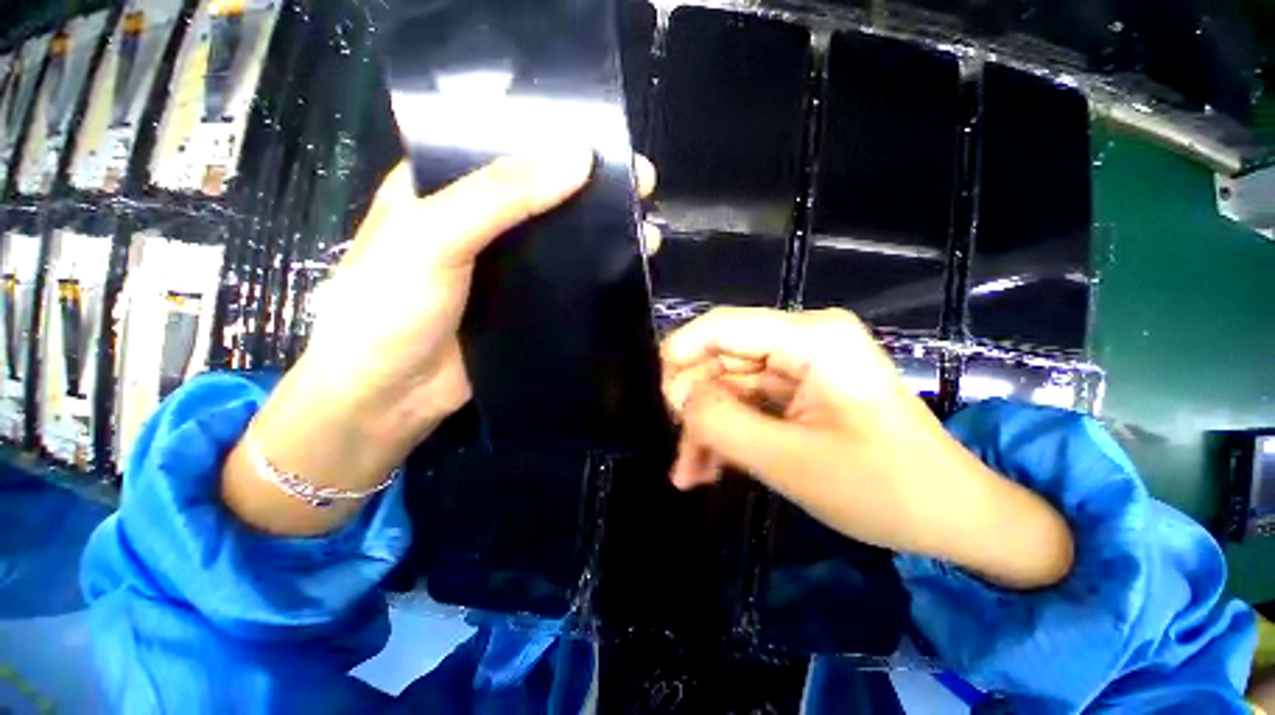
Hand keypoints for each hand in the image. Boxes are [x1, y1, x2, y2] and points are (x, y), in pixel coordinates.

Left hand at [223, 151, 659, 535]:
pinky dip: (592, 274)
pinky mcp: (524, 304)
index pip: (508, 147)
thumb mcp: (434, 236)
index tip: (611, 144)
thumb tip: (580, 159)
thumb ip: (500, 195)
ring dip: (601, 234)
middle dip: (594, 191)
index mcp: (446, 187)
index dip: (558, 141)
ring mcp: (506, 268)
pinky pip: (564, 281)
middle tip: (643, 188)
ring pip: (561, 239)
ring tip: (647, 232)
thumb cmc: (390, 308)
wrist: (388, 395)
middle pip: (544, 194)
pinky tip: (624, 270)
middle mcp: (479, 222)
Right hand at [661, 307, 1073, 589]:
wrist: (953, 517)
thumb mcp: (790, 462)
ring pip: (730, 386)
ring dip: (707, 427)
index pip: (723, 327)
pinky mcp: (800, 390)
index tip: (656, 395)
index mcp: (812, 338)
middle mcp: (804, 340)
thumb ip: (723, 424)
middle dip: (694, 404)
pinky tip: (709, 469)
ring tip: (688, 473)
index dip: (681, 354)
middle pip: (722, 358)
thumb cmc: (884, 490)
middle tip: (675, 450)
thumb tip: (680, 398)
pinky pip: (748, 402)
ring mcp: (802, 365)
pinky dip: (728, 433)